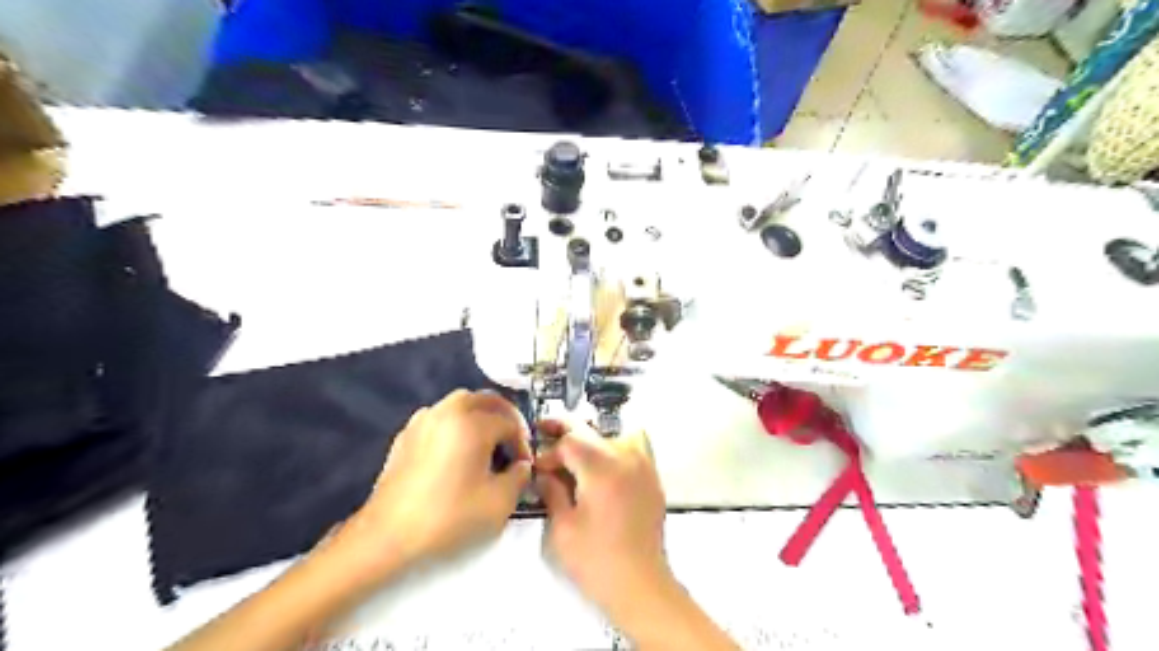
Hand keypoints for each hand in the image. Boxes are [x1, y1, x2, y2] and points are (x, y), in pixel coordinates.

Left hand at [348, 389, 534, 572]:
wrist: (388, 537)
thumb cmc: (448, 518)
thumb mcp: (499, 504)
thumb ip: (519, 478)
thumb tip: (521, 466)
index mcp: (472, 424)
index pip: (510, 422)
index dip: (523, 442)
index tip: (524, 465)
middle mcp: (447, 413)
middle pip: (485, 399)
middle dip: (504, 416)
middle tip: (512, 440)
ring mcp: (423, 421)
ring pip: (459, 403)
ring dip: (479, 415)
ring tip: (487, 440)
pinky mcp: (405, 436)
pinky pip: (438, 416)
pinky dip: (454, 423)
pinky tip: (456, 449)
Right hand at [532, 419, 670, 623]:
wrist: (640, 585)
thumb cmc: (597, 561)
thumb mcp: (563, 528)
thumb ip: (552, 492)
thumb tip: (544, 473)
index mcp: (601, 469)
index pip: (569, 442)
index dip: (548, 451)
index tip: (537, 467)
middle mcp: (625, 458)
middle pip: (590, 431)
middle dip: (563, 432)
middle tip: (543, 429)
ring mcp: (643, 465)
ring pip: (613, 434)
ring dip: (591, 438)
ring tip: (574, 450)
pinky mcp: (652, 477)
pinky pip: (635, 446)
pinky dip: (617, 445)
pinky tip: (604, 462)